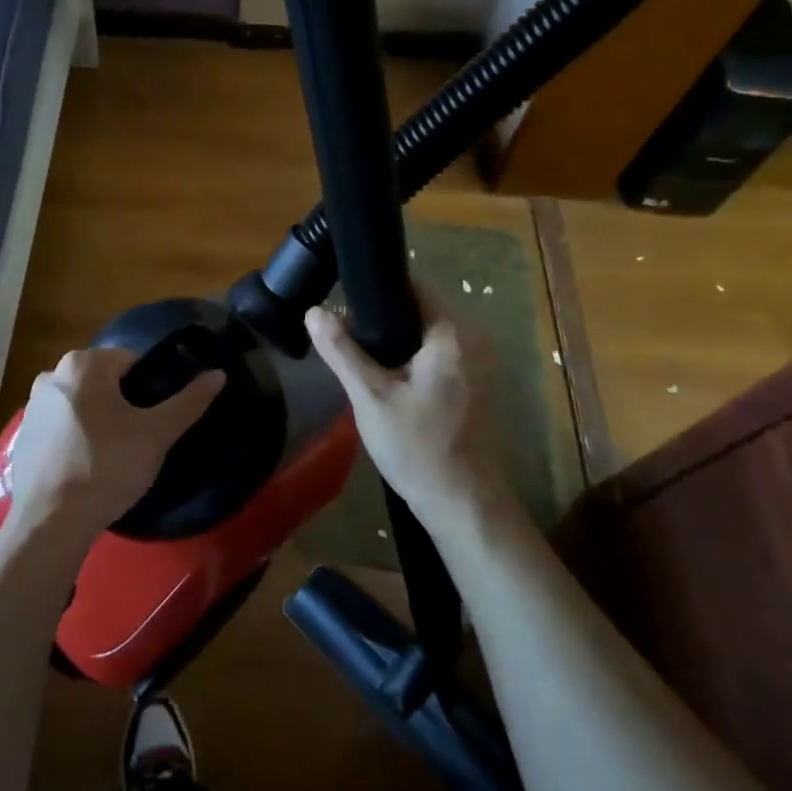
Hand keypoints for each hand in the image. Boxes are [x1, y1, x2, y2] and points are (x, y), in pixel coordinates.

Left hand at [3, 347, 224, 551]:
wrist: (50, 522)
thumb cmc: (106, 467)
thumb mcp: (156, 435)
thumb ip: (189, 401)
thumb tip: (218, 374)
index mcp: (83, 363)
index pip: (132, 361)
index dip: (151, 388)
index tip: (156, 420)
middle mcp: (52, 375)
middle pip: (104, 381)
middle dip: (124, 404)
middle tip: (140, 441)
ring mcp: (32, 406)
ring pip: (82, 404)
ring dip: (99, 421)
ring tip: (114, 459)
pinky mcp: (22, 436)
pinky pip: (60, 428)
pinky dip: (76, 439)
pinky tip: (86, 470)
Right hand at [305, 287, 515, 530]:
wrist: (464, 506)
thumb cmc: (418, 448)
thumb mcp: (371, 397)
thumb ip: (342, 351)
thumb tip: (313, 311)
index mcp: (452, 334)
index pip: (413, 285)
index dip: (375, 287)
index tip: (342, 297)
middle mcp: (473, 340)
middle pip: (420, 307)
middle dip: (381, 316)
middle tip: (341, 330)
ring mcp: (478, 364)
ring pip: (426, 333)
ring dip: (394, 338)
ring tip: (355, 350)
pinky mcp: (475, 384)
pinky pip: (436, 353)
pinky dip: (410, 356)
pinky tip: (383, 375)